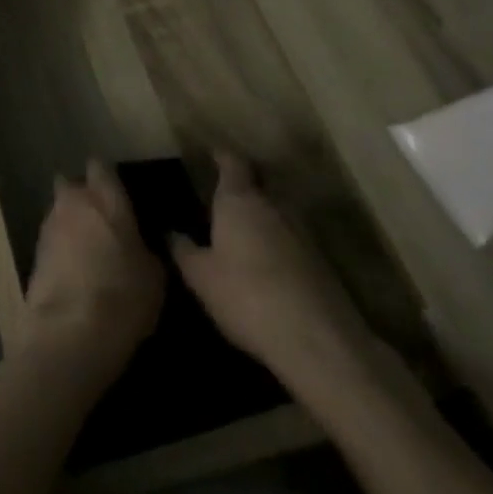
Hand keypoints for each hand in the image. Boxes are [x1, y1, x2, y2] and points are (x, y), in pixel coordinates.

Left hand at [19, 161, 164, 382]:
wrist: (70, 332)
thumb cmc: (123, 296)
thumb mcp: (154, 276)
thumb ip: (145, 248)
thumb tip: (139, 244)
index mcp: (105, 198)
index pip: (100, 167)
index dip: (106, 176)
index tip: (116, 189)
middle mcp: (73, 202)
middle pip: (72, 185)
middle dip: (81, 196)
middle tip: (100, 219)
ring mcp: (49, 226)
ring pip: (59, 212)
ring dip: (70, 223)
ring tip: (87, 249)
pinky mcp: (33, 253)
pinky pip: (51, 240)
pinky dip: (60, 249)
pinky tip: (73, 270)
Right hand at [171, 153, 374, 388]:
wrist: (317, 340)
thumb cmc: (246, 295)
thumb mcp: (201, 276)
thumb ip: (184, 250)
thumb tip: (170, 231)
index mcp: (239, 199)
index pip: (232, 162)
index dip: (222, 156)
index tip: (212, 153)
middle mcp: (273, 205)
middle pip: (259, 183)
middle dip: (245, 187)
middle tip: (224, 196)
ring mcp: (303, 232)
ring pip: (278, 212)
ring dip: (263, 217)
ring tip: (244, 232)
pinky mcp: (322, 261)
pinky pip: (293, 240)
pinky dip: (279, 244)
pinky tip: (268, 265)